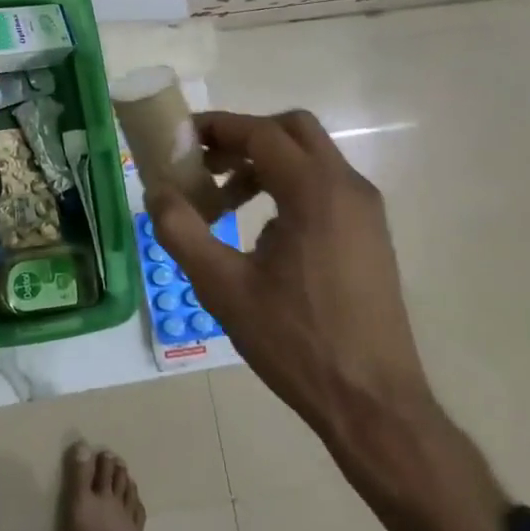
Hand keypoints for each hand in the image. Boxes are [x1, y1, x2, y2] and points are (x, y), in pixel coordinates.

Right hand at [147, 109, 508, 530]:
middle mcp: (347, 188)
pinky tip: (259, 227)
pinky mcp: (369, 234)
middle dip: (243, 137)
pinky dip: (287, 185)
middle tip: (205, 161)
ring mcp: (365, 211)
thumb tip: (156, 190)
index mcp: (315, 192)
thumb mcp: (222, 286)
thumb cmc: (296, 341)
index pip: (261, 133)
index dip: (217, 127)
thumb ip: (181, 230)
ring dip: (264, 162)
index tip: (181, 138)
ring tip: (222, 199)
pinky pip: (324, 185)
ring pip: (310, 157)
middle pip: (291, 130)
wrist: (373, 403)